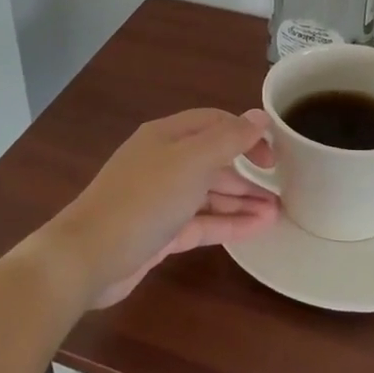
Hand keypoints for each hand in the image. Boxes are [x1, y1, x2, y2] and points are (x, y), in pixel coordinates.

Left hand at [38, 109, 278, 307]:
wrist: (89, 256)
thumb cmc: (144, 200)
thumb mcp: (191, 162)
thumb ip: (228, 139)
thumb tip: (259, 116)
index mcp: (167, 137)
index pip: (214, 123)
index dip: (246, 133)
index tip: (275, 154)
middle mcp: (164, 163)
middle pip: (213, 159)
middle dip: (247, 170)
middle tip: (284, 185)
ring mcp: (161, 199)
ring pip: (210, 193)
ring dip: (242, 200)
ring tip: (279, 211)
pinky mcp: (161, 233)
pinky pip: (202, 222)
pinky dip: (229, 223)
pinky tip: (258, 228)